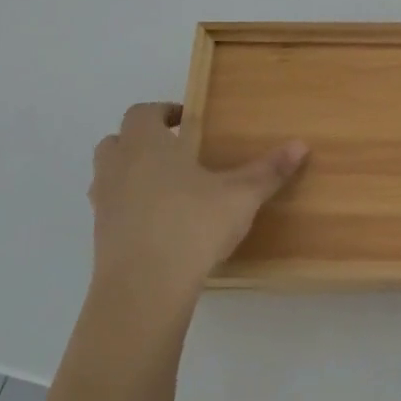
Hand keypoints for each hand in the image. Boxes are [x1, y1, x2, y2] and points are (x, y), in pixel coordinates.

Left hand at [89, 102, 305, 319]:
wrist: (144, 288)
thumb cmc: (192, 225)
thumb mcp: (241, 196)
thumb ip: (268, 170)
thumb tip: (301, 145)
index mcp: (147, 144)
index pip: (143, 112)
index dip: (164, 112)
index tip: (188, 121)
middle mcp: (118, 166)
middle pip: (117, 139)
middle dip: (142, 140)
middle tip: (176, 151)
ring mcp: (104, 202)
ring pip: (108, 174)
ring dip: (131, 172)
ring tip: (167, 187)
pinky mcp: (100, 236)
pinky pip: (112, 208)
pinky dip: (129, 207)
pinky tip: (160, 224)